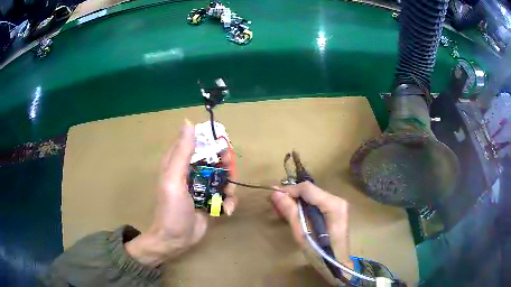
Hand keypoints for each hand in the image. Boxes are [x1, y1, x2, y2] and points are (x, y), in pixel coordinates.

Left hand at [126, 120, 236, 266]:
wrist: (176, 240)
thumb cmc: (171, 210)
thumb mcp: (174, 179)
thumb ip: (182, 152)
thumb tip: (188, 122)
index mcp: (178, 162)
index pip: (197, 142)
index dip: (211, 142)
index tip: (223, 148)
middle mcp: (190, 171)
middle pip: (214, 158)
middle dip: (225, 165)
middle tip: (229, 174)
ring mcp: (201, 186)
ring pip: (223, 176)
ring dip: (230, 185)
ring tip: (228, 198)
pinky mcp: (210, 199)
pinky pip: (225, 193)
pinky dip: (229, 200)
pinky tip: (227, 210)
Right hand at [270, 182, 353, 276]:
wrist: (336, 264)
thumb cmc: (319, 253)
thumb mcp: (302, 234)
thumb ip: (290, 212)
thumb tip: (275, 194)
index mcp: (333, 205)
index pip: (307, 188)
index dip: (289, 190)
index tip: (273, 197)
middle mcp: (338, 200)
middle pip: (310, 191)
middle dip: (291, 196)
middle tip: (275, 207)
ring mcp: (339, 204)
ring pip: (312, 195)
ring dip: (296, 201)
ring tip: (282, 211)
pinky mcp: (336, 210)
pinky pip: (317, 202)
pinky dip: (304, 206)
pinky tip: (294, 214)